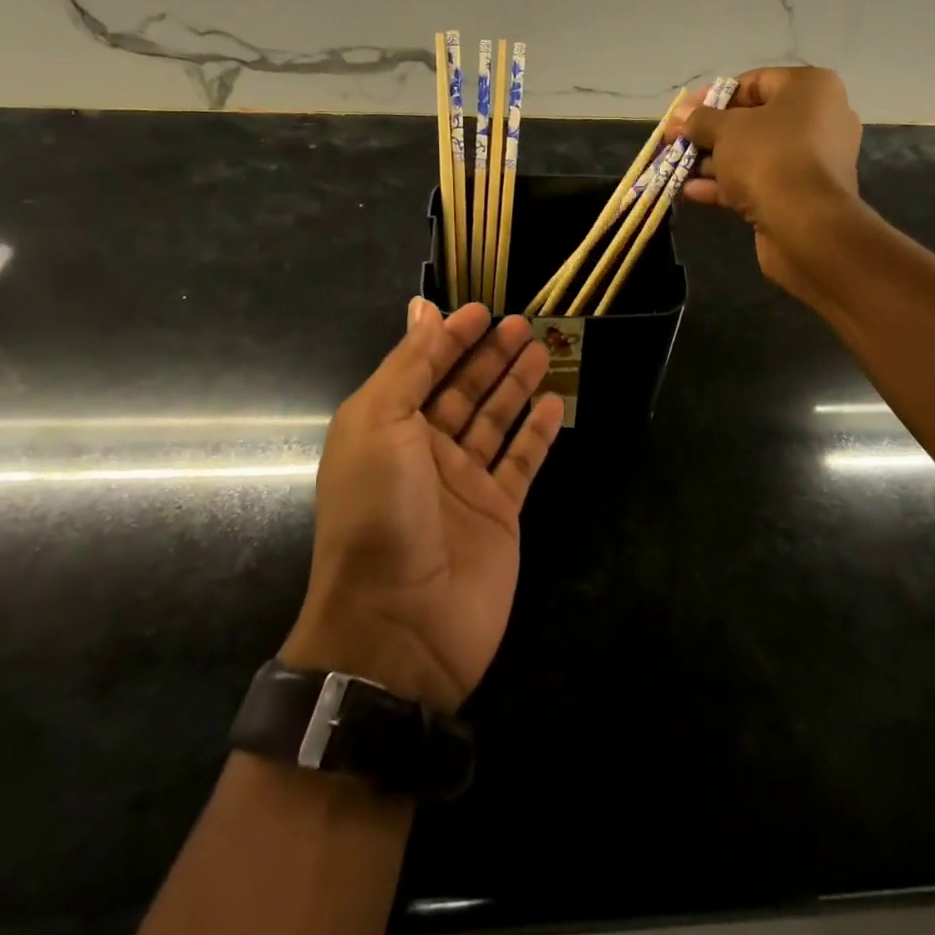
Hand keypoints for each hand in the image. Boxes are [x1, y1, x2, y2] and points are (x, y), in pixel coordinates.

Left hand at [280, 300, 564, 713]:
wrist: (399, 626)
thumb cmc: (380, 512)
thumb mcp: (379, 423)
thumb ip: (407, 366)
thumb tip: (422, 310)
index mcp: (387, 428)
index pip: (422, 368)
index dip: (449, 337)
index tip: (481, 309)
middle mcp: (424, 451)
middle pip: (463, 390)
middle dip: (489, 355)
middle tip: (522, 323)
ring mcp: (464, 483)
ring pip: (495, 420)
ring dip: (516, 385)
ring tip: (541, 350)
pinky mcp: (498, 512)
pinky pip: (521, 462)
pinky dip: (537, 433)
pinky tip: (554, 403)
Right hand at [671, 67, 862, 296]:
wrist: (807, 226)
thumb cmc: (769, 159)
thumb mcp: (726, 131)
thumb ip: (701, 120)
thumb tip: (680, 115)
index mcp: (810, 89)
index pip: (754, 82)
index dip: (712, 97)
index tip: (683, 113)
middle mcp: (818, 119)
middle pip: (752, 120)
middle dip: (709, 133)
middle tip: (675, 141)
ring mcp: (812, 161)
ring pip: (754, 154)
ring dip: (713, 162)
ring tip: (676, 168)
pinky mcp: (802, 195)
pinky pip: (760, 181)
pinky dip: (728, 185)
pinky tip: (691, 191)